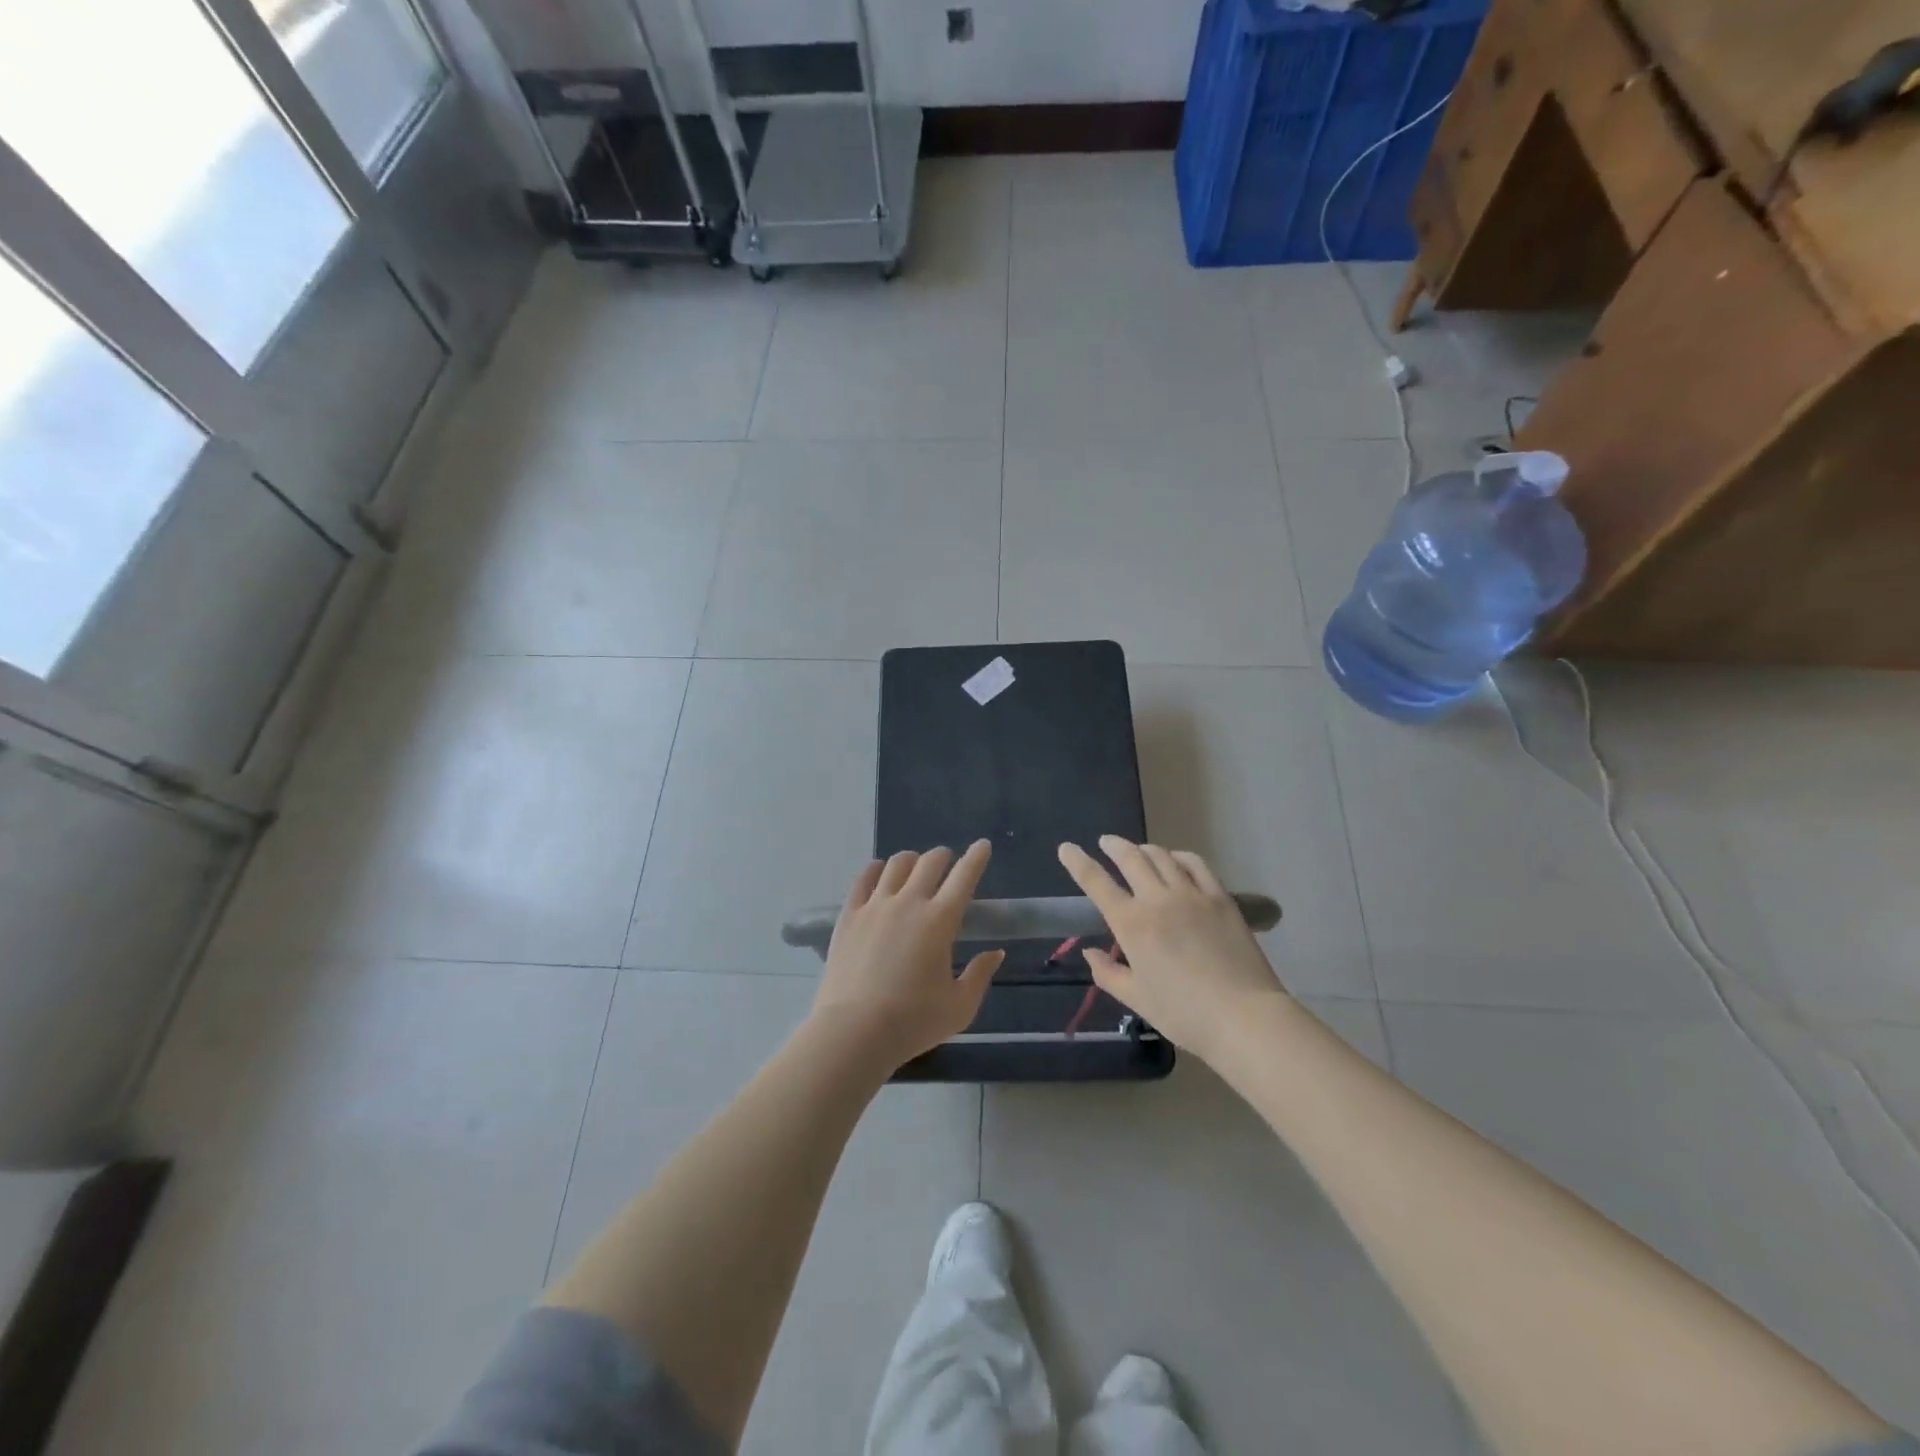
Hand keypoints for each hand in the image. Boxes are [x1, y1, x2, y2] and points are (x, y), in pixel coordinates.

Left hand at [814, 841, 1004, 1069]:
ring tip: (915, 867)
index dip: (976, 857)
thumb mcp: (960, 1007)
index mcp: (940, 920)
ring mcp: (875, 906)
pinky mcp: (849, 915)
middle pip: (930, 862)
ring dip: (912, 860)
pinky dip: (877, 869)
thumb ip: (980, 975)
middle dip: (944, 856)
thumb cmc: (914, 1022)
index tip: (983, 845)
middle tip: (948, 863)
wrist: (854, 1032)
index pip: (964, 876)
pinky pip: (864, 879)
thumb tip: (995, 953)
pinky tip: (880, 873)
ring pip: (896, 864)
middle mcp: (909, 902)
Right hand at [1057, 836, 1291, 1064]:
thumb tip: (1090, 952)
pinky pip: (1195, 864)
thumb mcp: (1137, 999)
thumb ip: (1108, 973)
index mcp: (1131, 924)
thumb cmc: (1184, 1014)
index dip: (1078, 862)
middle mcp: (1157, 900)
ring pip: (1161, 856)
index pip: (1096, 882)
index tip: (1066, 848)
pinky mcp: (1219, 897)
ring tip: (1138, 850)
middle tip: (1105, 842)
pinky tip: (1175, 860)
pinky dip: (1179, 856)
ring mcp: (1191, 894)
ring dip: (1144, 848)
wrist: (1243, 1017)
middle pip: (1130, 858)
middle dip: (1113, 846)